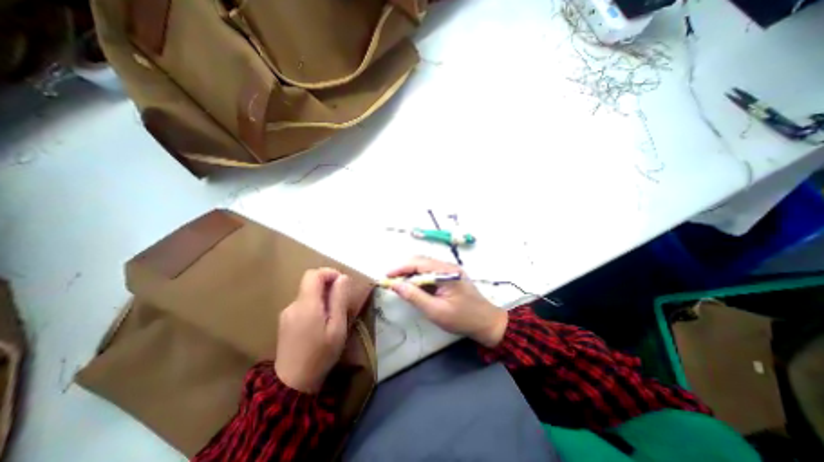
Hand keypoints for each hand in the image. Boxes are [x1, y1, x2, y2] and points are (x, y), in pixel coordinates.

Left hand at [274, 267, 359, 392]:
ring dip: (322, 298)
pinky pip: (302, 306)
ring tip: (333, 317)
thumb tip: (343, 277)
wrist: (292, 385)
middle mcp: (293, 305)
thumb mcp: (337, 327)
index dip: (329, 273)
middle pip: (310, 284)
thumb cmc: (320, 354)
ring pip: (307, 295)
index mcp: (306, 304)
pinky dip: (314, 307)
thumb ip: (339, 299)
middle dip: (328, 287)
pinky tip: (320, 325)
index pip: (314, 274)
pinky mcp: (284, 323)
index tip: (342, 283)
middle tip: (342, 303)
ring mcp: (286, 314)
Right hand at [389, 256, 509, 345]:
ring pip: (425, 265)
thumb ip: (415, 296)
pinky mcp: (450, 275)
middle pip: (421, 261)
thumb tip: (396, 285)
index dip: (400, 268)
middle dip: (404, 269)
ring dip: (411, 272)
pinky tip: (414, 286)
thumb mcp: (436, 310)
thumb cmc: (462, 318)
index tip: (386, 276)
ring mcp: (450, 269)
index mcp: (446, 272)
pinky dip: (420, 277)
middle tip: (391, 281)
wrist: (487, 322)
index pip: (418, 263)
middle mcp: (448, 266)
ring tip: (399, 283)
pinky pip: (431, 271)